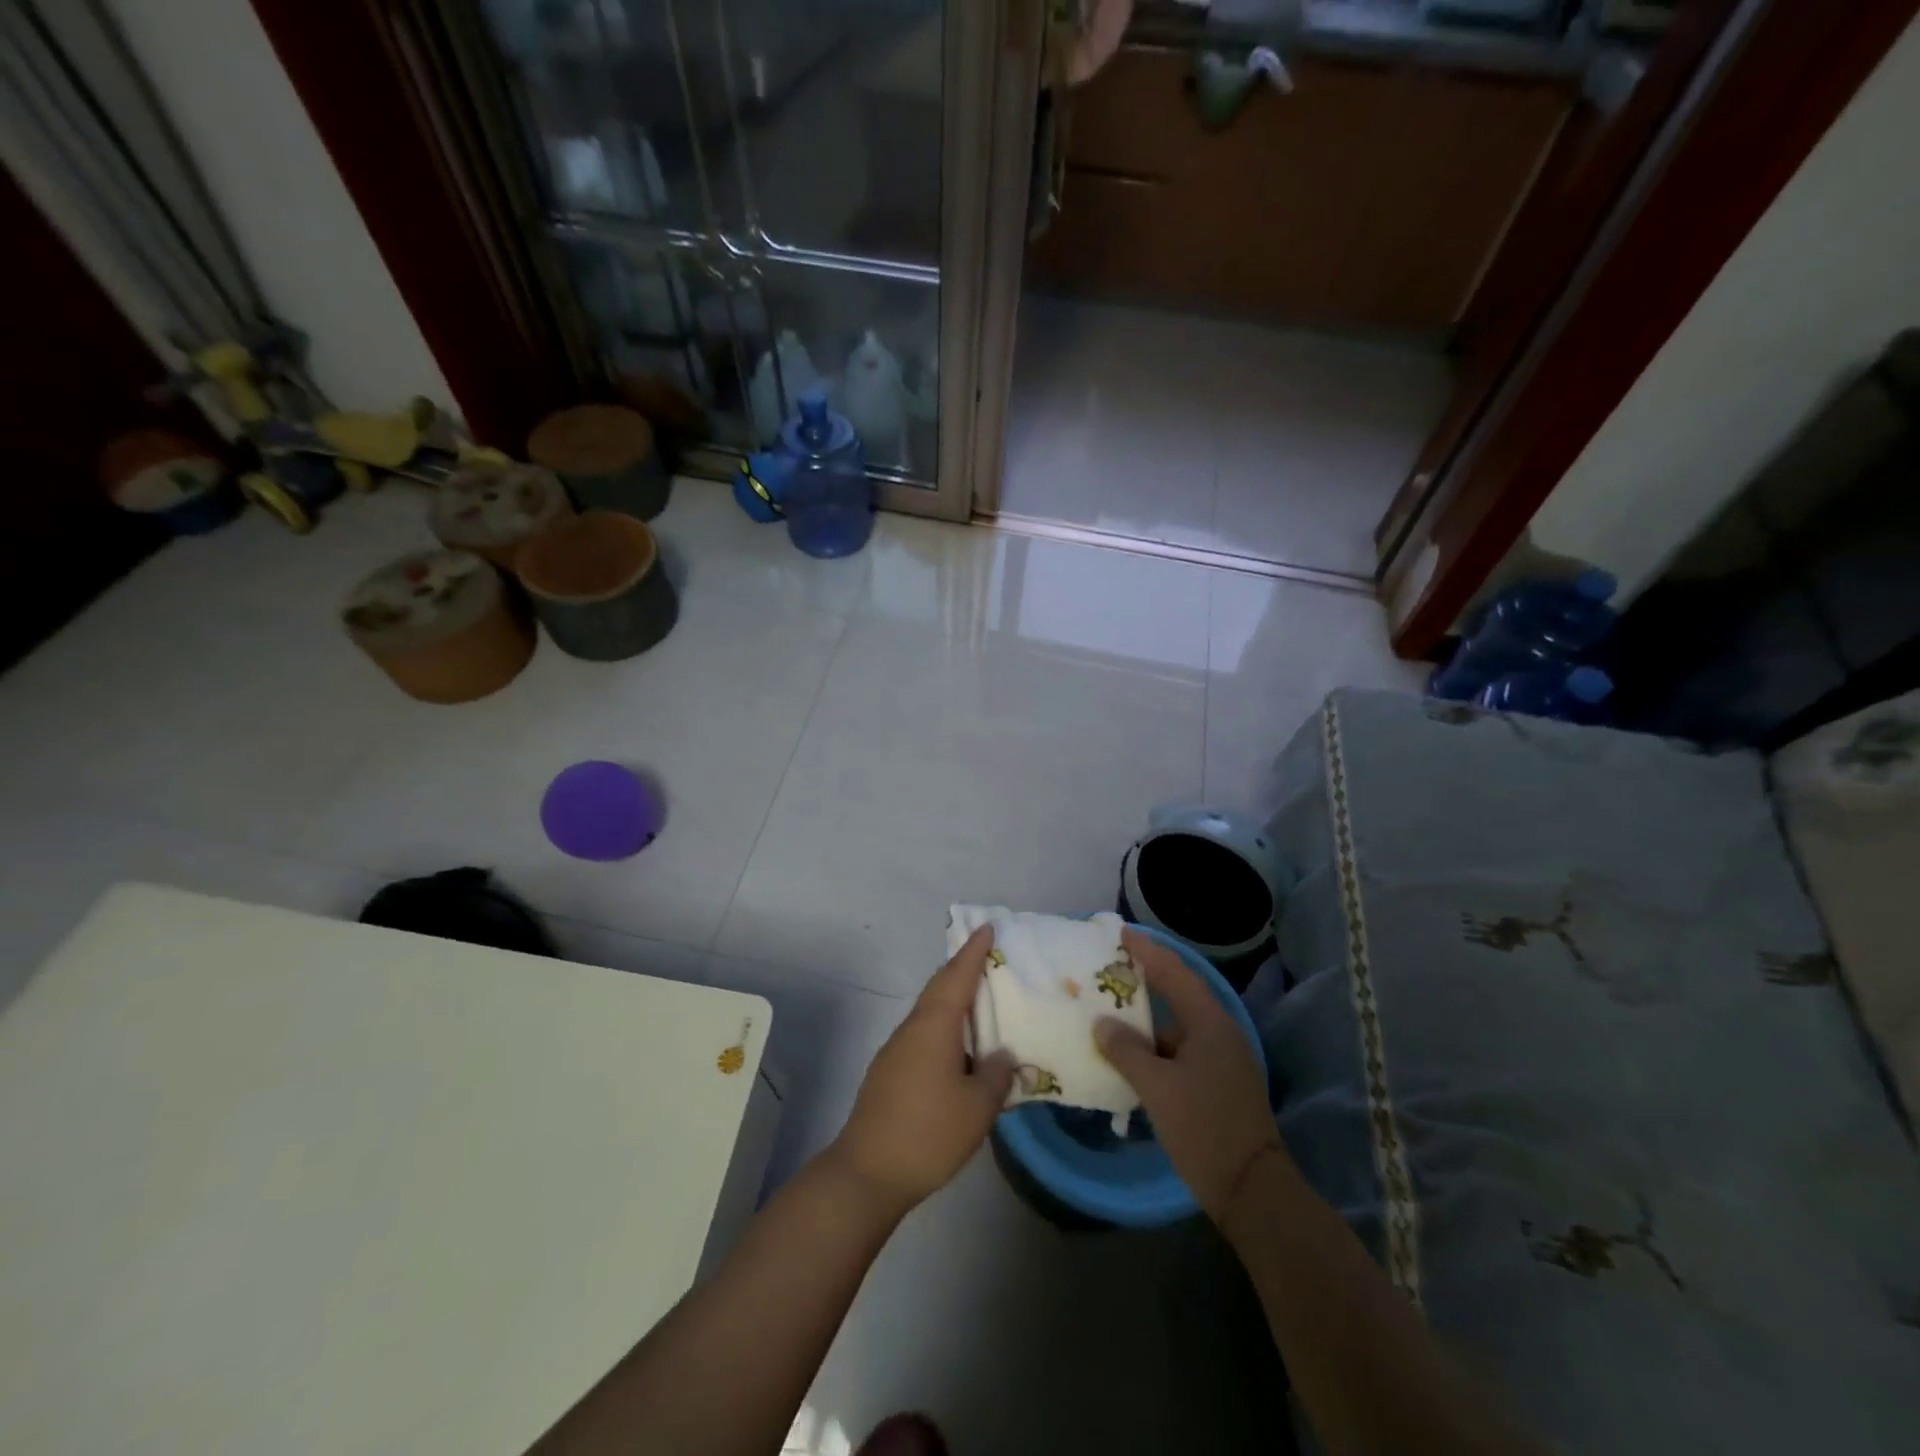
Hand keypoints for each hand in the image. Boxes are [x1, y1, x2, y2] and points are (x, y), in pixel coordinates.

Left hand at [822, 925, 1015, 1217]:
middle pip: (939, 988)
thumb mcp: (977, 1107)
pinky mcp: (889, 1074)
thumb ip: (996, 1076)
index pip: (956, 976)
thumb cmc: (928, 1132)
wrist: (867, 1173)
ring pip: (930, 1013)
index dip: (973, 951)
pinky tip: (960, 1050)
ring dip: (954, 1002)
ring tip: (981, 1004)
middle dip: (962, 969)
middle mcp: (912, 1028)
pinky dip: (945, 1029)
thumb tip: (1002, 1056)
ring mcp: (896, 1051)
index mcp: (934, 1025)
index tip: (986, 927)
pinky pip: (923, 1036)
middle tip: (988, 958)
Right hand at [1094, 930, 1285, 1221]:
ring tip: (1109, 1013)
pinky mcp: (1218, 1084)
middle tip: (1109, 969)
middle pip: (1178, 995)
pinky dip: (1154, 1048)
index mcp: (1210, 1024)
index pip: (1175, 972)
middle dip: (1145, 980)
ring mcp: (1222, 1060)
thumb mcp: (1158, 1088)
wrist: (1252, 1191)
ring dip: (1146, 1021)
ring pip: (1177, 1028)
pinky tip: (1129, 1056)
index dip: (1147, 950)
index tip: (1120, 934)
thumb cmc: (1204, 1129)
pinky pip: (1180, 1052)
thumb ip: (1127, 1050)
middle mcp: (1219, 1034)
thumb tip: (1102, 1024)